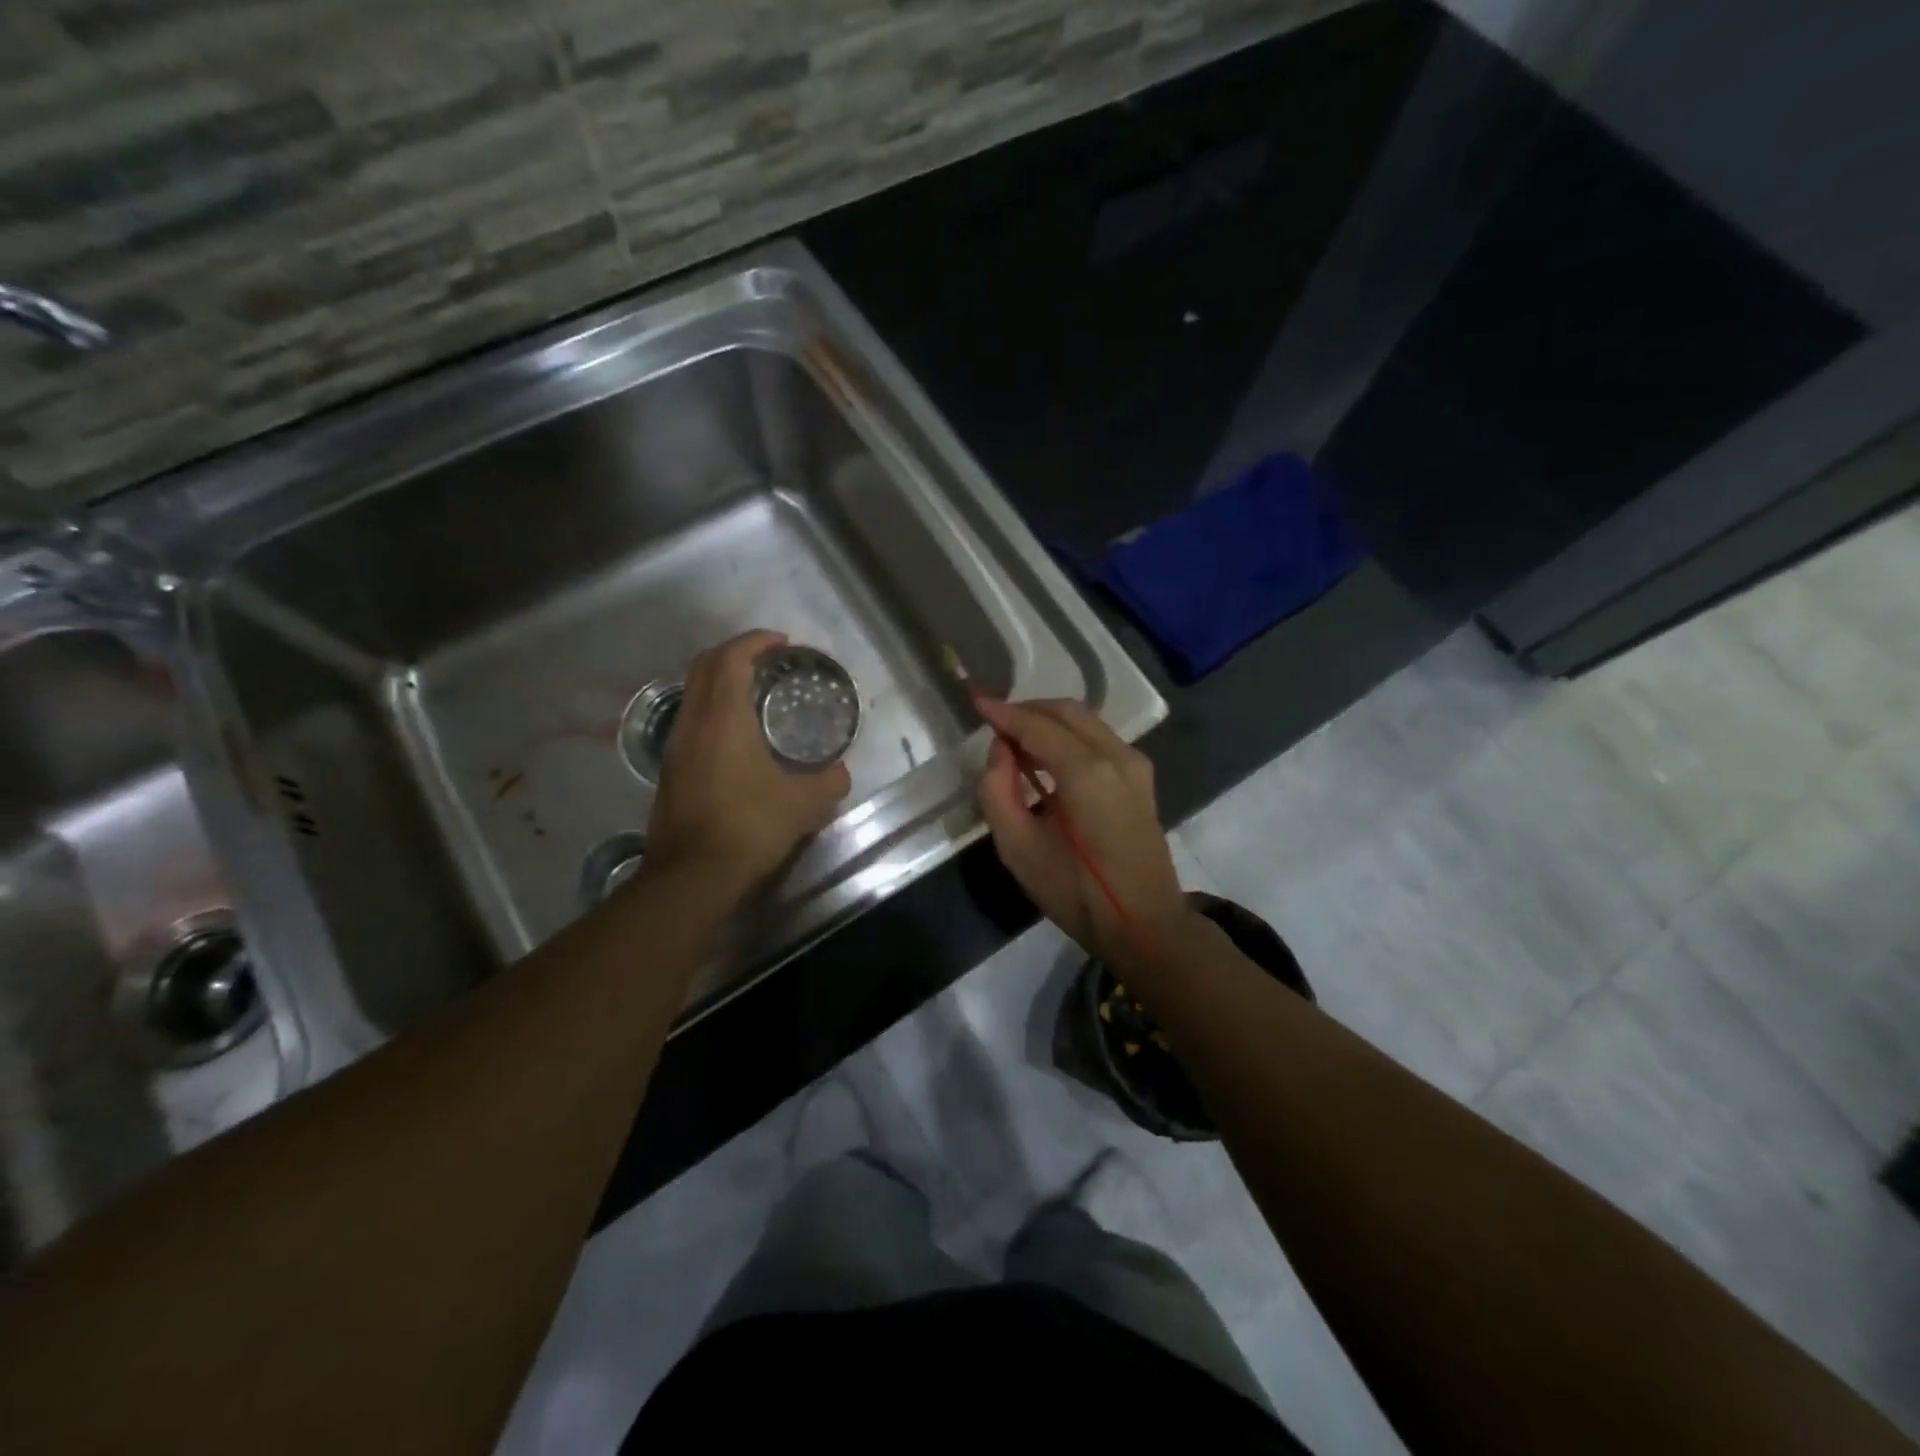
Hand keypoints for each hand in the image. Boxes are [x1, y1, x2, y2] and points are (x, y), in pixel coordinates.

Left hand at [645, 630, 851, 893]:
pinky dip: (713, 711)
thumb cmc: (749, 826)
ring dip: (721, 682)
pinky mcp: (671, 771)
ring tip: (756, 696)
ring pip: (693, 694)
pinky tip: (738, 738)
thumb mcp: (804, 804)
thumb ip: (829, 781)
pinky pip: (691, 721)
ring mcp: (676, 747)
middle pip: (703, 666)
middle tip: (768, 661)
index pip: (730, 658)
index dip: (755, 641)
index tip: (781, 642)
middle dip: (734, 653)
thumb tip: (840, 773)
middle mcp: (693, 723)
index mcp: (723, 718)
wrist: (692, 875)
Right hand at [973, 695, 1187, 967]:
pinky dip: (1069, 736)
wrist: (1144, 924)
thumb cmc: (1076, 892)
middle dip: (1027, 710)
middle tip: (994, 722)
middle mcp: (1116, 755)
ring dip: (1049, 722)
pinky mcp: (1141, 778)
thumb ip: (997, 790)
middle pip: (1067, 712)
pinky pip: (1099, 739)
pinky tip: (1047, 757)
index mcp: (1086, 771)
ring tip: (1016, 741)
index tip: (975, 699)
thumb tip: (1001, 751)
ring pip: (1086, 721)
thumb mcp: (1018, 848)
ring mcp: (1135, 764)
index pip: (1037, 726)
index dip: (1003, 712)